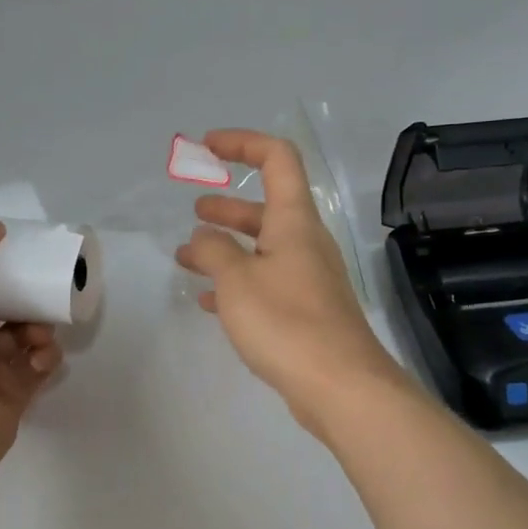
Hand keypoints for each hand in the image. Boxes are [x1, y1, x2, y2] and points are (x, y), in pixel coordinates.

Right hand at [175, 130, 407, 433]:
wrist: (340, 385)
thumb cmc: (286, 322)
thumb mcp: (237, 281)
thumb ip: (213, 251)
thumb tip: (202, 237)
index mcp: (295, 221)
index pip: (277, 159)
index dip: (243, 143)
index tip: (207, 147)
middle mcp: (306, 243)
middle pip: (267, 207)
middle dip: (228, 205)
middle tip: (195, 208)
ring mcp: (309, 278)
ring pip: (263, 249)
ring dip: (227, 247)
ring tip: (187, 257)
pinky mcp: (307, 311)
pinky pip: (267, 283)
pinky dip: (238, 283)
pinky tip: (210, 301)